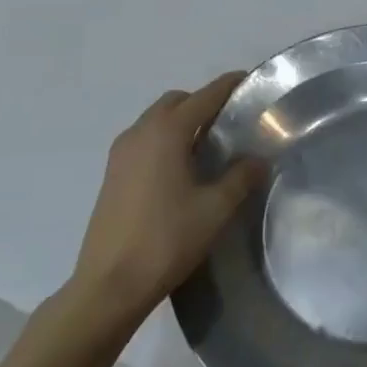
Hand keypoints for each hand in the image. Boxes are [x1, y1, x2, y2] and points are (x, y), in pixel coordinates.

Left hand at [71, 72, 267, 327]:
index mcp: (166, 132)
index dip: (228, 86)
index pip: (204, 96)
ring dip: (182, 122)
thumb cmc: (167, 239)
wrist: (109, 285)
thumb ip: (241, 177)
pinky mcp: (112, 176)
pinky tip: (182, 169)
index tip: (250, 80)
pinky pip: (144, 141)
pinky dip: (165, 140)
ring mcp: (120, 154)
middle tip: (231, 121)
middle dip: (203, 103)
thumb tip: (257, 159)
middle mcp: (140, 133)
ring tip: (209, 146)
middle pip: (176, 102)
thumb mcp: (216, 208)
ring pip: (156, 120)